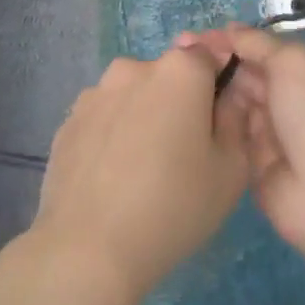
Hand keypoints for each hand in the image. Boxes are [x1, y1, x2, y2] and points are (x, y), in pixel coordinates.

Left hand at [0, 47, 251, 304]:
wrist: (87, 251)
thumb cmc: (173, 207)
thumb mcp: (230, 169)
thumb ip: (236, 118)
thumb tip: (229, 95)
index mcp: (180, 70)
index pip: (210, 53)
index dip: (219, 80)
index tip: (219, 115)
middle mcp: (135, 68)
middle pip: (169, 74)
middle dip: (180, 100)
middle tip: (184, 149)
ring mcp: (96, 93)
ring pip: (134, 94)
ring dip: (144, 115)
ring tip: (143, 167)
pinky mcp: (68, 121)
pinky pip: (105, 117)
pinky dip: (114, 134)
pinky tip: (113, 176)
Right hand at [178, 26, 304, 286]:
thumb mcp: (294, 63)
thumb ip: (259, 43)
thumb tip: (229, 29)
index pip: (265, 48)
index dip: (232, 41)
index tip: (194, 38)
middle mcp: (293, 98)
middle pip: (249, 73)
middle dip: (217, 62)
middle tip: (176, 55)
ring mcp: (274, 131)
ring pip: (236, 101)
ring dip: (212, 89)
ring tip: (173, 78)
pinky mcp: (254, 161)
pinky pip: (229, 132)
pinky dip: (212, 121)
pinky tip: (182, 110)